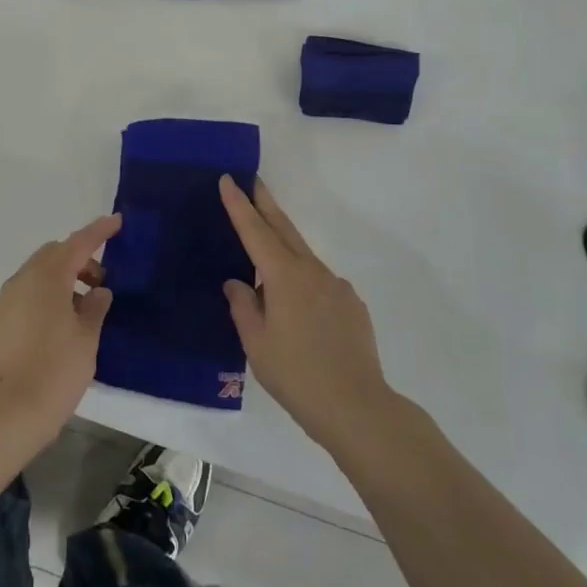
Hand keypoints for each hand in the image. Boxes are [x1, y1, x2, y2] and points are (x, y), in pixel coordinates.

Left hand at [0, 213, 118, 435]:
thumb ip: (95, 308)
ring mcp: (6, 301)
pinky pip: (26, 296)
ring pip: (38, 276)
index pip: (78, 243)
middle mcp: (22, 280)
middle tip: (101, 283)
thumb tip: (97, 292)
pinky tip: (60, 327)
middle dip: (79, 260)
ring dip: (62, 281)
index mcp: (48, 277)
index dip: (98, 231)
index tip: (116, 221)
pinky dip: (46, 298)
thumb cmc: (54, 371)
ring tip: (84, 311)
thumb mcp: (86, 339)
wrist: (4, 413)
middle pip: (54, 255)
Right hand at [219, 177, 394, 450]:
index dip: (239, 205)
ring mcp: (337, 286)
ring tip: (264, 267)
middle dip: (265, 203)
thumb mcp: (256, 344)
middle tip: (252, 181)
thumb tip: (238, 283)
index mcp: (284, 277)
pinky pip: (320, 284)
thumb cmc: (297, 375)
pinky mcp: (352, 305)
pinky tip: (299, 313)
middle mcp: (313, 271)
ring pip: (302, 258)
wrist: (358, 407)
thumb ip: (243, 306)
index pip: (255, 231)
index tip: (228, 179)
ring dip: (283, 249)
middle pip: (284, 228)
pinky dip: (303, 284)